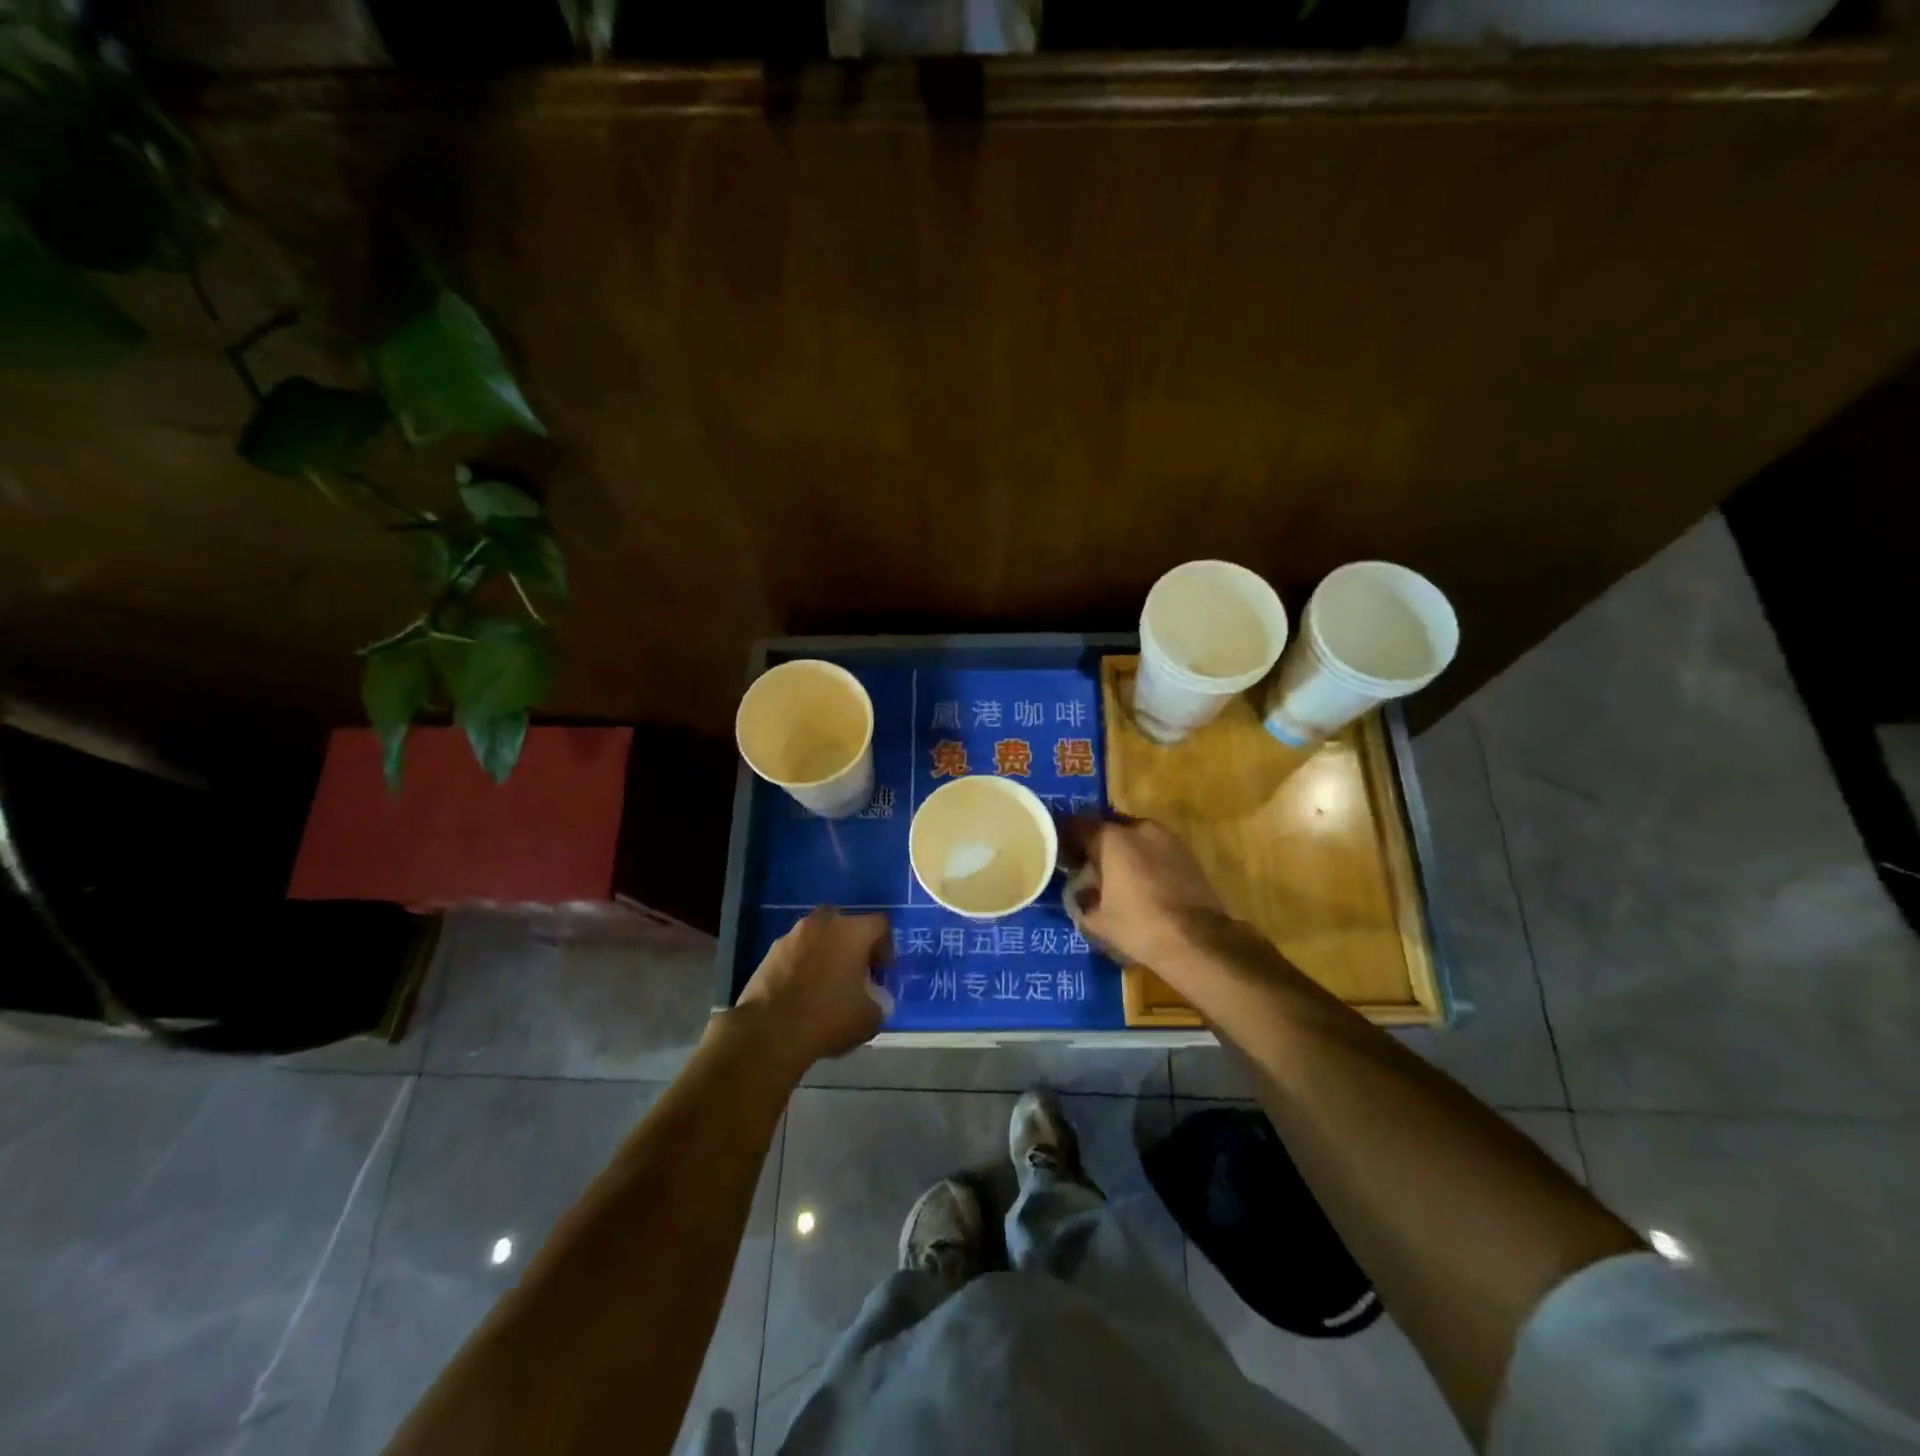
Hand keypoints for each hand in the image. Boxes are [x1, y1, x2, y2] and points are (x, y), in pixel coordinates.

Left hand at [735, 909, 891, 1075]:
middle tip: (854, 975)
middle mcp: (823, 923)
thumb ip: (879, 1001)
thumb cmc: (828, 1018)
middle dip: (853, 946)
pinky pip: (796, 951)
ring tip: (825, 985)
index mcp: (853, 931)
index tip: (880, 974)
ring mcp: (793, 935)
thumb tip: (874, 998)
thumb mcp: (870, 1018)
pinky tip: (801, 992)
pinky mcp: (770, 951)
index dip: (885, 948)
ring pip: (818, 936)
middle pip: (846, 925)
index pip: (880, 925)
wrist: (769, 1031)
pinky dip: (803, 964)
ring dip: (826, 953)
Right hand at [1059, 816, 1232, 972]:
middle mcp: (1139, 828)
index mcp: (1112, 838)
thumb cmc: (1139, 926)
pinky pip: (1155, 850)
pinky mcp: (1187, 854)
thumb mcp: (1096, 921)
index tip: (1061, 858)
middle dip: (1095, 845)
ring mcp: (1167, 839)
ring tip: (1116, 878)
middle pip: (1108, 828)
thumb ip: (1081, 900)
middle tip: (1087, 869)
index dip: (1065, 840)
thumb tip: (1080, 893)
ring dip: (1122, 852)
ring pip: (1134, 837)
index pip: (1077, 826)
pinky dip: (1144, 860)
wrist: (1198, 941)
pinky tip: (1142, 885)